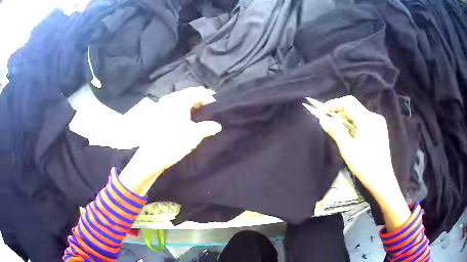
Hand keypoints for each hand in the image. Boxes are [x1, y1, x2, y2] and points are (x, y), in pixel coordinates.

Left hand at [119, 87, 221, 194]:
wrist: (150, 157)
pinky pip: (173, 109)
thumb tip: (217, 126)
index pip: (199, 91)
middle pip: (188, 95)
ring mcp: (161, 107)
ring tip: (198, 121)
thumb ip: (207, 128)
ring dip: (190, 109)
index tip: (215, 109)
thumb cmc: (174, 142)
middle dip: (200, 103)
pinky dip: (181, 113)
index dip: (209, 98)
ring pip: (180, 102)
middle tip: (208, 115)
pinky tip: (185, 124)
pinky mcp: (156, 116)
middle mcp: (169, 99)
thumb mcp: (194, 135)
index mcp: (179, 99)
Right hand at [319, 95, 409, 230]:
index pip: (348, 102)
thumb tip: (323, 119)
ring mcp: (379, 123)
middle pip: (354, 108)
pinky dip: (355, 125)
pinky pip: (364, 121)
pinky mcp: (380, 129)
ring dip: (347, 120)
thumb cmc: (364, 165)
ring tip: (339, 132)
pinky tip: (351, 136)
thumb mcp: (347, 148)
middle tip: (329, 124)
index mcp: (368, 119)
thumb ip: (335, 131)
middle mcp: (375, 117)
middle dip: (340, 113)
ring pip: (359, 114)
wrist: (382, 179)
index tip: (322, 111)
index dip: (334, 104)